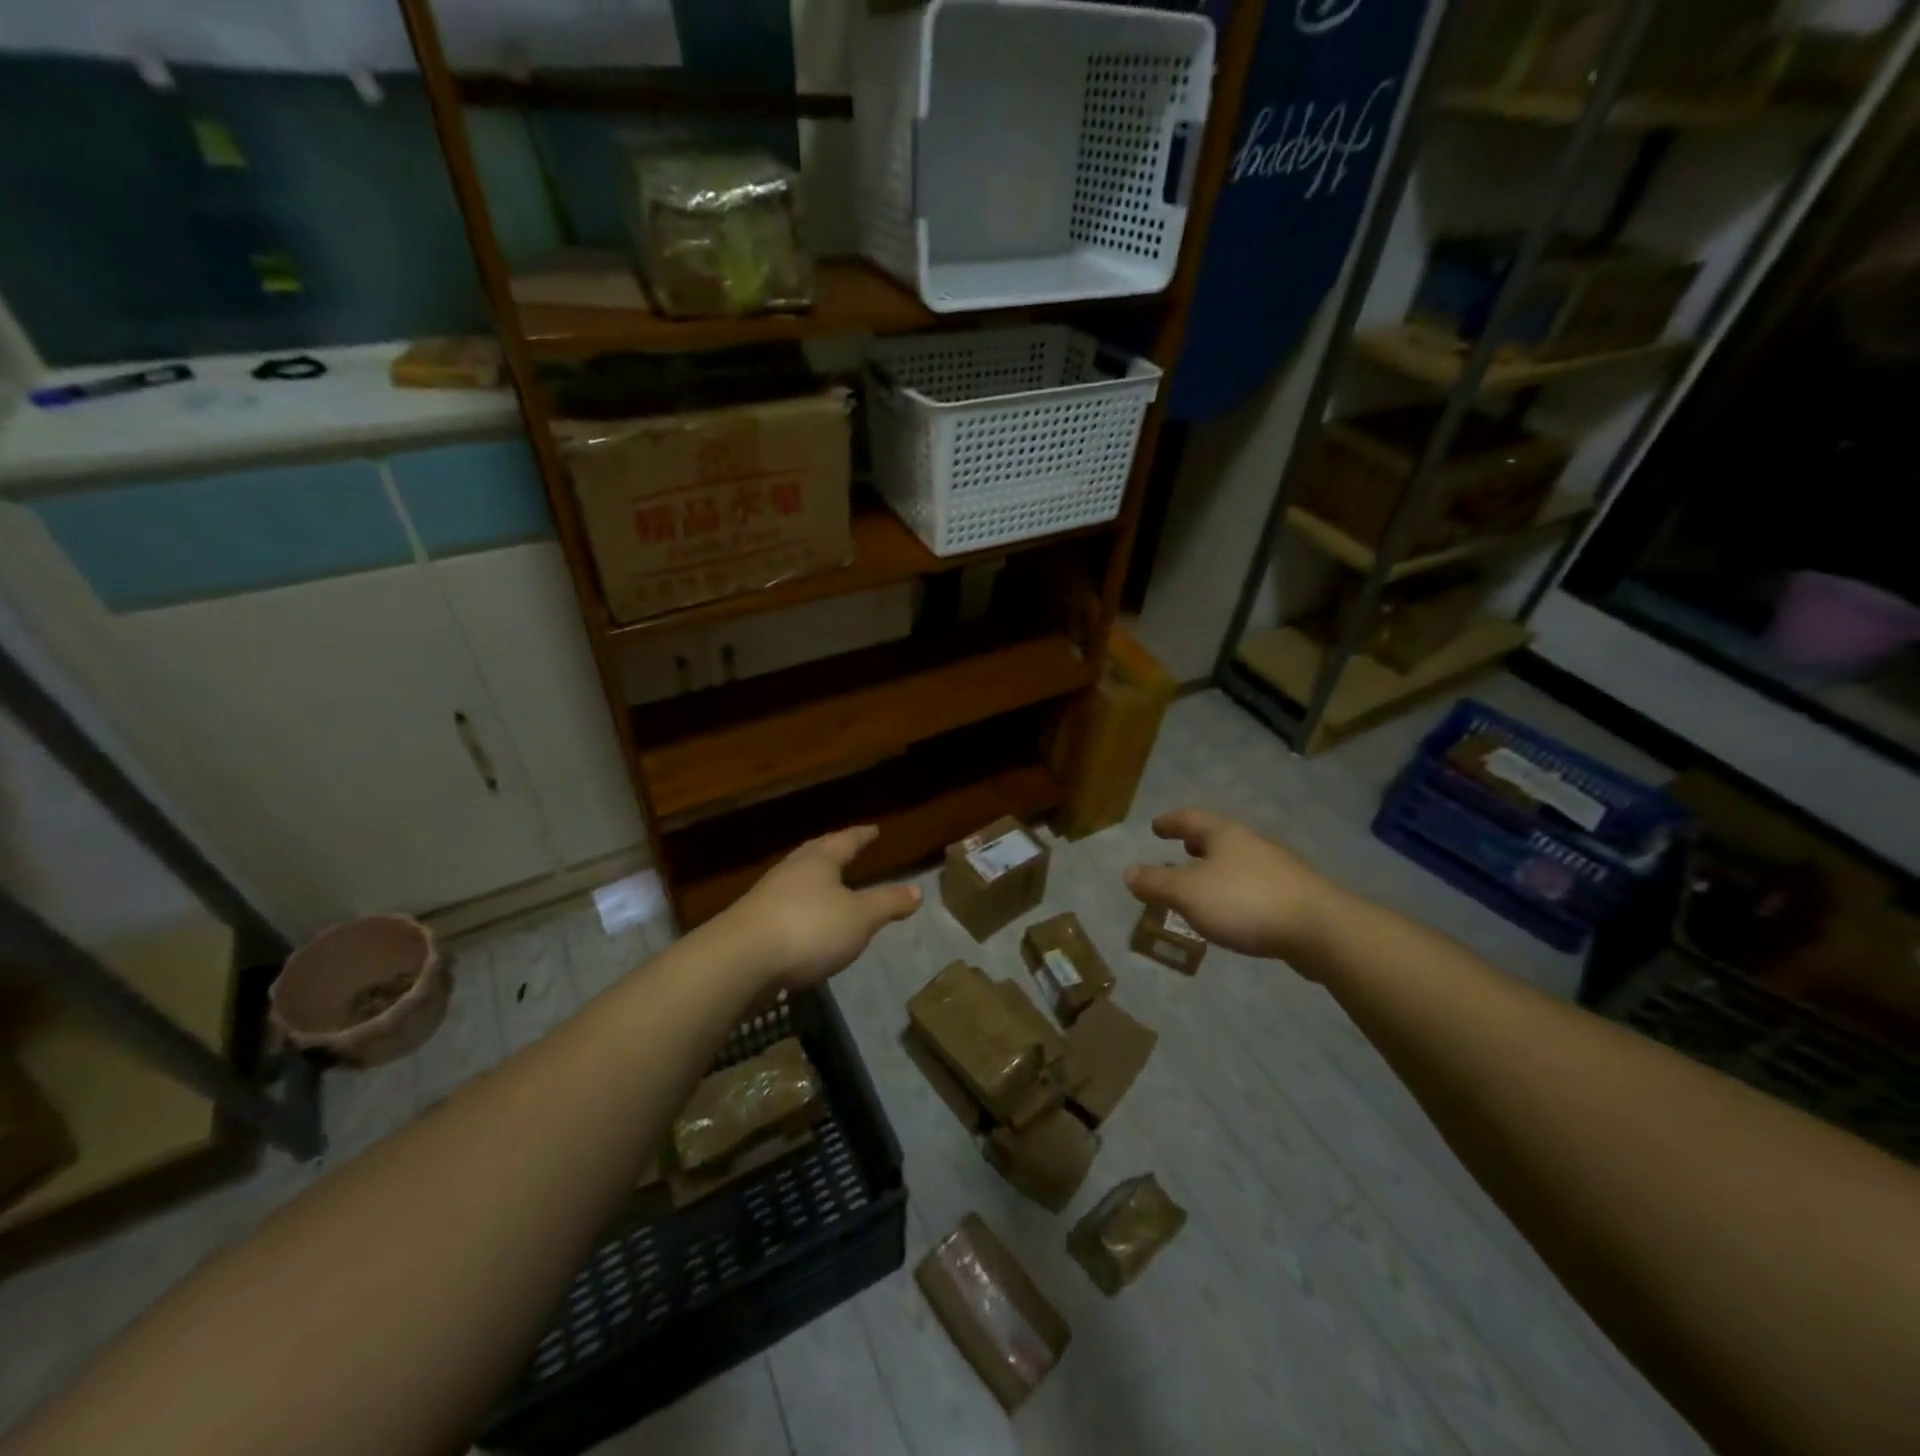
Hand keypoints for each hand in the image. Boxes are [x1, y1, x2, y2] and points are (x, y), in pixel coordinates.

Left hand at [716, 826, 921, 991]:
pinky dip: (799, 909)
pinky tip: (804, 925)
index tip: (873, 829)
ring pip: (796, 880)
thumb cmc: (809, 928)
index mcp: (818, 861)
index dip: (861, 836)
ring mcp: (766, 897)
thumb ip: (888, 903)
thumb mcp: (860, 918)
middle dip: (832, 850)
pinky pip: (783, 908)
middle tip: (846, 847)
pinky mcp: (752, 926)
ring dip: (813, 881)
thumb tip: (917, 890)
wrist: (740, 961)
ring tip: (827, 886)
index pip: (845, 841)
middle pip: (814, 854)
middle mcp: (790, 871)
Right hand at [1125, 809, 1345, 968]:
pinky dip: (1236, 889)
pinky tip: (1234, 910)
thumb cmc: (1246, 902)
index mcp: (1225, 834)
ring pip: (1239, 859)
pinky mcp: (1296, 894)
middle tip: (1181, 847)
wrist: (1322, 929)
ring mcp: (1278, 867)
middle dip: (1198, 842)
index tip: (1156, 826)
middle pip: (1219, 836)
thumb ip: (1157, 883)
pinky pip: (1255, 883)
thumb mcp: (1189, 893)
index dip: (1171, 822)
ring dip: (1218, 867)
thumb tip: (1129, 872)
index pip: (1191, 818)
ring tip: (1203, 883)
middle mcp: (1252, 842)